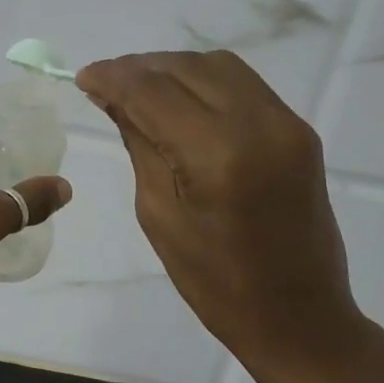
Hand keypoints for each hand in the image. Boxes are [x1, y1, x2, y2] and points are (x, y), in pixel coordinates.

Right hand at [77, 51, 379, 382]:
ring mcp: (286, 123)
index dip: (113, 77)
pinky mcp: (299, 129)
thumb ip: (140, 144)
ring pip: (217, 66)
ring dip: (172, 69)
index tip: (83, 77)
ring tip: (139, 89)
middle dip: (139, 68)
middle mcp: (258, 124)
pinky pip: (243, 84)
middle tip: (105, 84)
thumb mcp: (160, 215)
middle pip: (186, 68)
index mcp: (218, 156)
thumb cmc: (216, 284)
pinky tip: (180, 100)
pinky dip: (204, 81)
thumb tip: (114, 97)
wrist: (299, 316)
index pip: (153, 92)